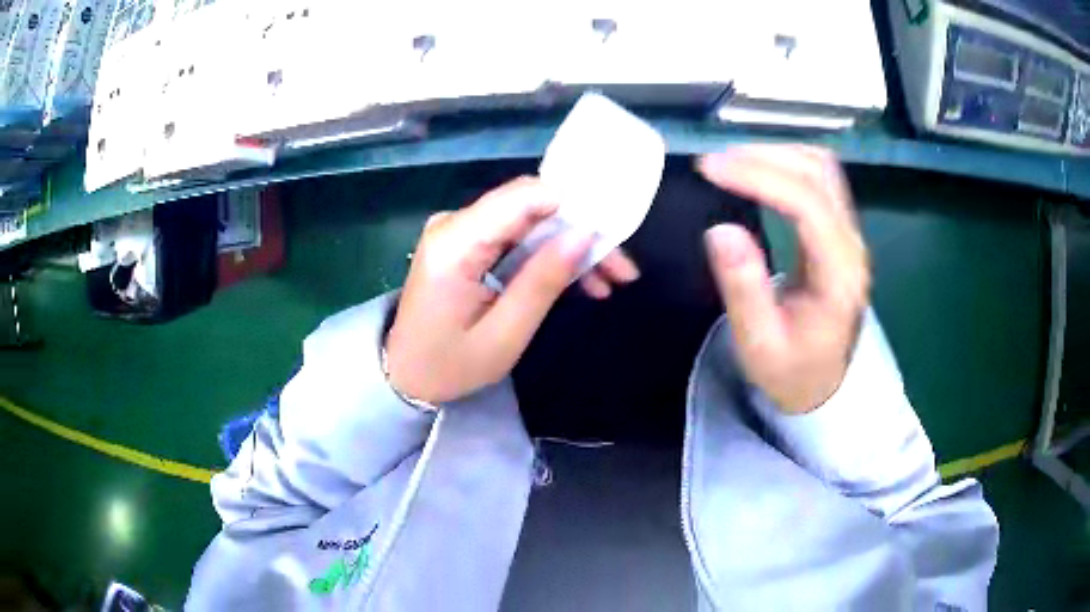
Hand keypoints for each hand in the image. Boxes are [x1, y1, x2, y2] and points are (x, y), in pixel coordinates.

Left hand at [386, 176, 639, 403]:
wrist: (404, 375)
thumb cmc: (449, 366)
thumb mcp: (504, 335)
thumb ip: (542, 281)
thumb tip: (585, 234)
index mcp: (455, 243)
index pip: (523, 197)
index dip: (574, 205)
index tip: (614, 232)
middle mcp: (454, 223)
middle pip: (530, 207)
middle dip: (580, 231)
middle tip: (621, 268)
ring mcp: (458, 230)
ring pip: (530, 221)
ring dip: (570, 245)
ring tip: (610, 279)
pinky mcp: (465, 242)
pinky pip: (516, 236)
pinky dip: (548, 254)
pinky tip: (580, 279)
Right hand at [698, 145, 869, 413]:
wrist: (822, 382)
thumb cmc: (791, 370)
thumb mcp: (759, 345)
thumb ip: (744, 290)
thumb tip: (719, 230)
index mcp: (839, 276)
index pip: (807, 205)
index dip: (760, 177)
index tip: (710, 169)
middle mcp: (852, 245)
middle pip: (818, 174)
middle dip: (764, 157)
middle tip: (714, 164)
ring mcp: (850, 234)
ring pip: (821, 167)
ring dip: (776, 154)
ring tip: (732, 163)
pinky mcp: (840, 230)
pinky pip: (818, 178)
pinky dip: (785, 163)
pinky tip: (759, 171)